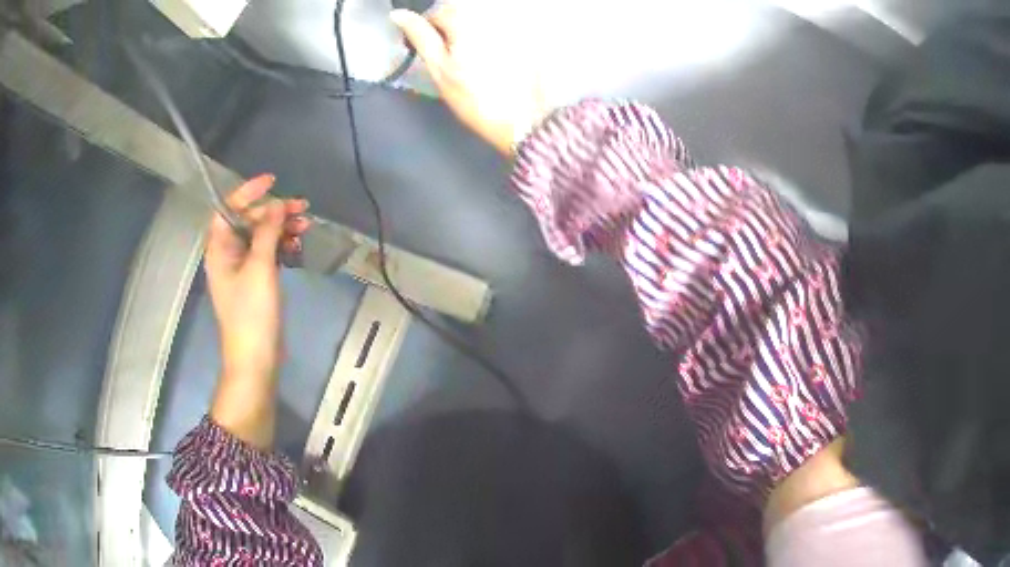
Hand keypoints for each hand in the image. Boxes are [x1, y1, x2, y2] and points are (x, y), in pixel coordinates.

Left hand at [204, 174, 309, 383]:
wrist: (256, 358)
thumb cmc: (252, 313)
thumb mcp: (260, 267)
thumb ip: (267, 231)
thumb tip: (277, 203)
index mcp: (219, 248)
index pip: (229, 208)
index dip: (248, 191)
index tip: (273, 181)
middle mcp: (227, 254)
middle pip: (248, 221)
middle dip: (274, 212)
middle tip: (302, 208)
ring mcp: (242, 268)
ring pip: (261, 237)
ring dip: (281, 228)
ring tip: (306, 226)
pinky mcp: (255, 281)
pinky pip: (267, 253)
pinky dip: (282, 246)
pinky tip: (297, 246)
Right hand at [391, 2, 548, 154]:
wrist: (526, 120)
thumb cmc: (477, 99)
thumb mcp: (440, 69)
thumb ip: (420, 37)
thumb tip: (398, 15)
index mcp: (466, 18)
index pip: (438, 12)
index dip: (428, 31)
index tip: (431, 53)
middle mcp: (492, 13)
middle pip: (461, 13)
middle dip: (452, 30)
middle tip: (454, 60)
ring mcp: (513, 24)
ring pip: (481, 20)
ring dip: (471, 34)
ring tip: (476, 63)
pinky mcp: (528, 37)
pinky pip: (502, 30)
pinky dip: (493, 41)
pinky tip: (495, 62)